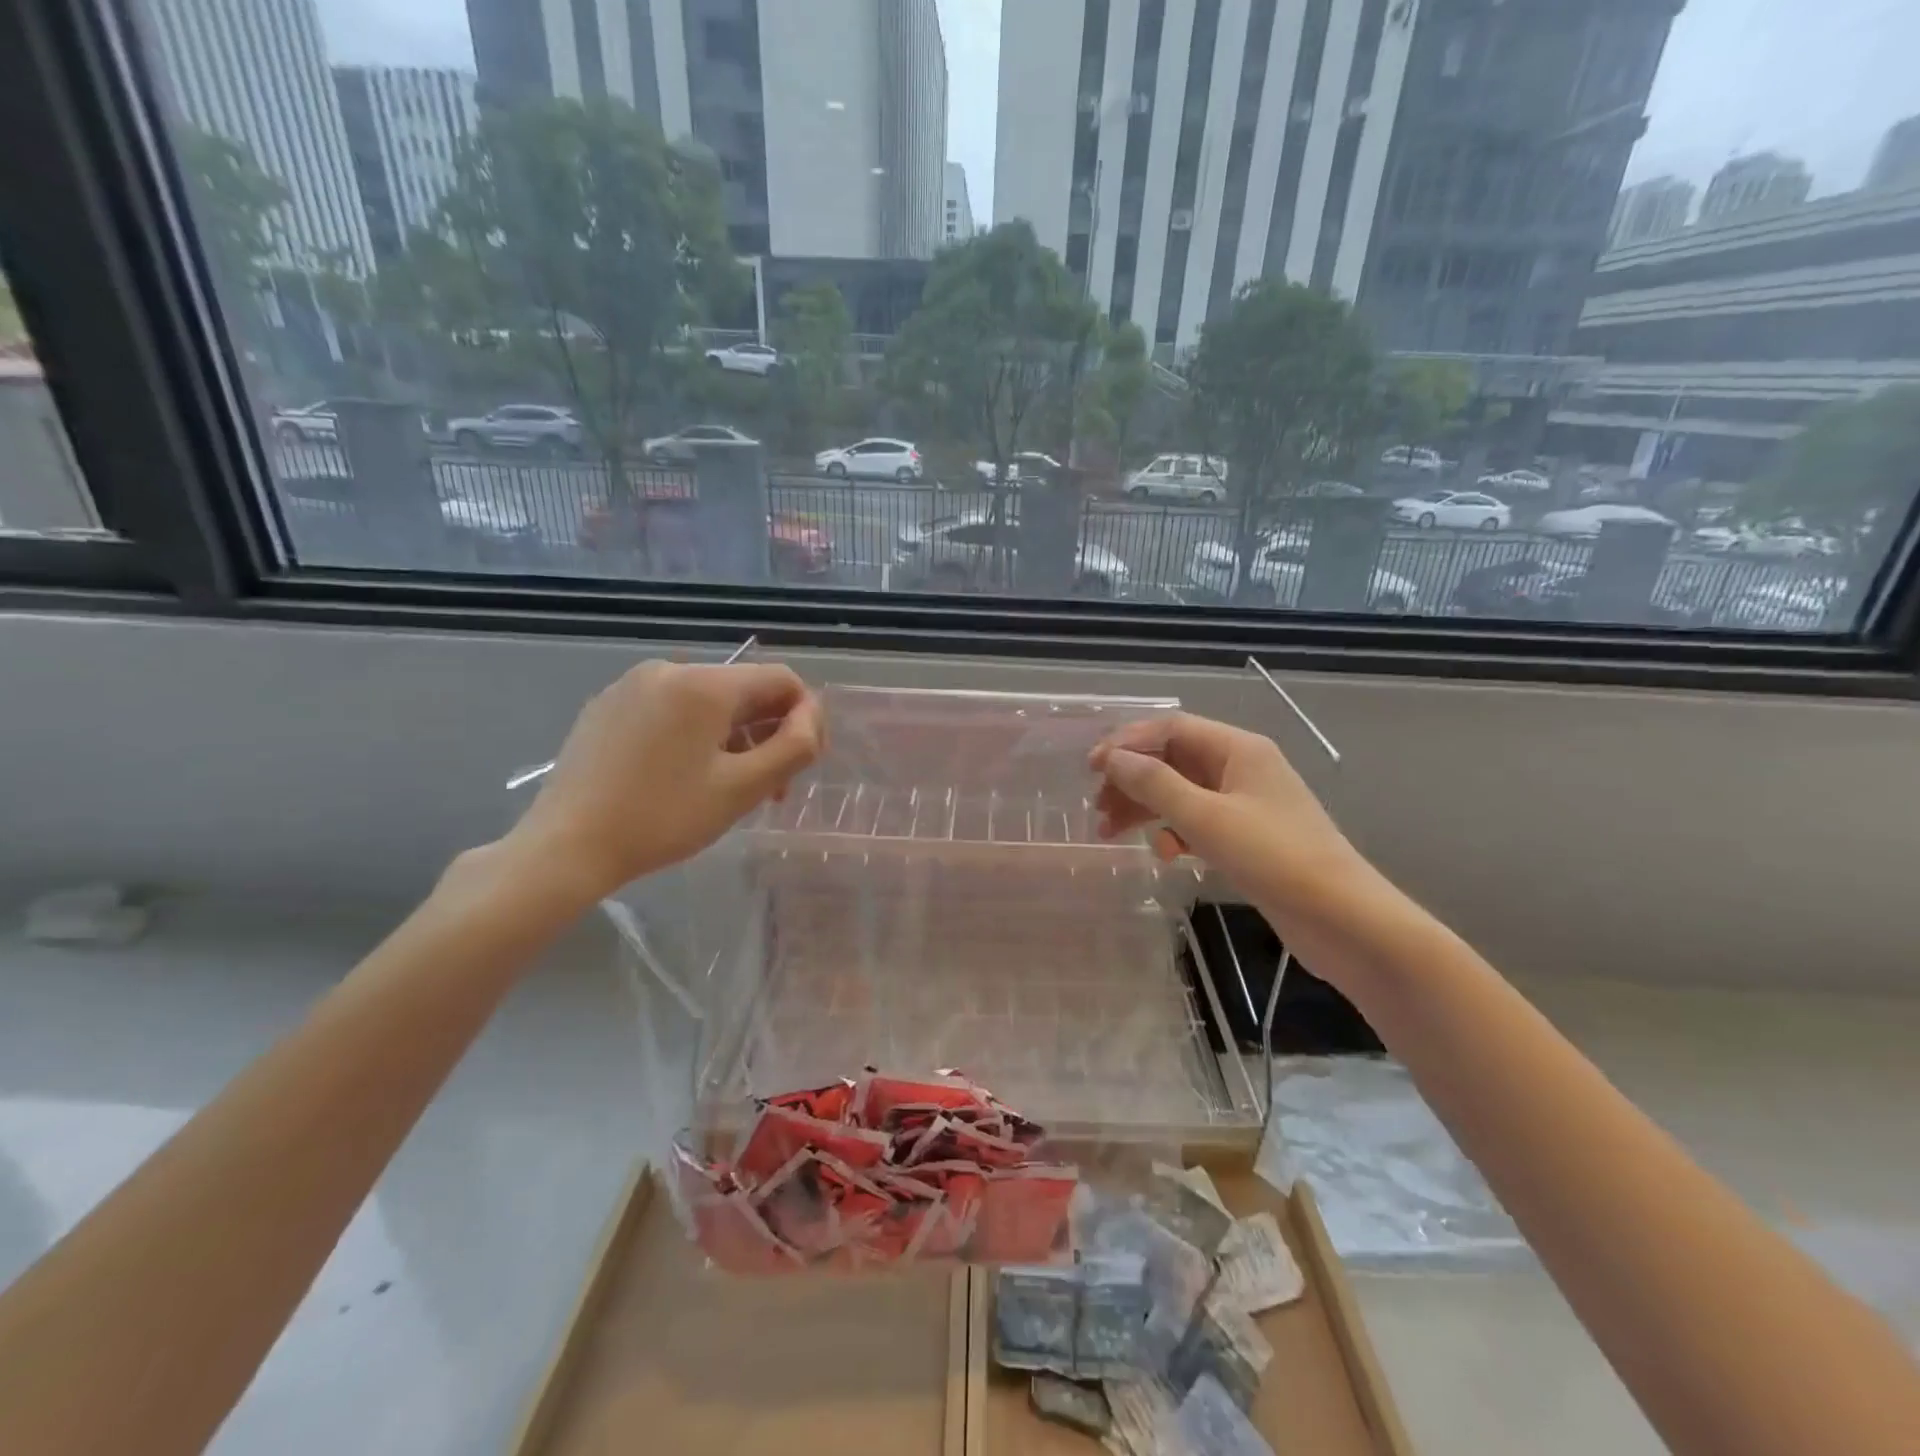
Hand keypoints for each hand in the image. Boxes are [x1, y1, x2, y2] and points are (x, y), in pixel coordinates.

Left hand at [505, 661, 822, 901]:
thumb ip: (794, 747)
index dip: (806, 717)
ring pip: (708, 703)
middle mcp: (670, 669)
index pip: (782, 680)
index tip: (802, 764)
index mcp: (705, 684)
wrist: (567, 845)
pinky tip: (683, 778)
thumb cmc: (663, 817)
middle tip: (770, 789)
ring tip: (730, 788)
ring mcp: (632, 685)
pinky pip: (671, 710)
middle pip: (744, 691)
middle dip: (769, 734)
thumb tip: (812, 718)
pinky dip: (694, 737)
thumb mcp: (743, 788)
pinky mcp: (608, 707)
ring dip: (734, 739)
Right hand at [1090, 713, 1358, 910]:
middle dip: (1133, 780)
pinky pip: (1198, 822)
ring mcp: (1246, 804)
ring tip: (1112, 832)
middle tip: (1098, 808)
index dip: (1127, 743)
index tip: (1091, 769)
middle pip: (1173, 760)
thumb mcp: (1205, 817)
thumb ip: (1154, 784)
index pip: (1171, 728)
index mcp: (1238, 749)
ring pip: (1182, 793)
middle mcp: (1242, 768)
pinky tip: (1165, 854)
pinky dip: (1174, 832)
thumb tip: (1113, 758)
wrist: (1343, 919)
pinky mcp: (1248, 837)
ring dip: (1146, 808)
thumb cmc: (1273, 857)